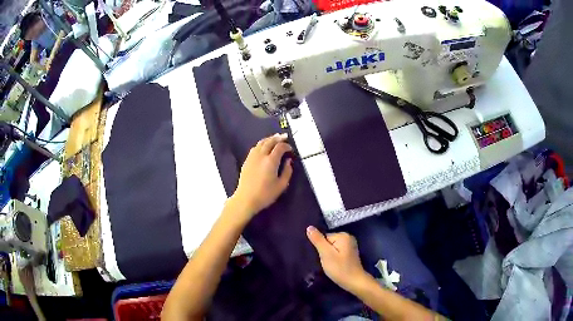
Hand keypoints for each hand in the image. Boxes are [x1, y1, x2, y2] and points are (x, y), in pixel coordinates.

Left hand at [231, 133, 293, 218]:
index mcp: (271, 161)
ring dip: (269, 139)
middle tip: (284, 136)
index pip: (280, 147)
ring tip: (275, 138)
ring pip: (261, 143)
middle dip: (278, 138)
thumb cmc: (265, 194)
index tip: (291, 149)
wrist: (246, 199)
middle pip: (270, 141)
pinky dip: (261, 144)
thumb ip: (287, 171)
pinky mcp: (247, 161)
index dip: (287, 146)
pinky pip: (255, 148)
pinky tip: (263, 146)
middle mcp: (261, 155)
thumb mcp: (281, 185)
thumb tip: (288, 161)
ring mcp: (252, 157)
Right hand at [307, 226, 366, 291]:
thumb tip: (309, 227)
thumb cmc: (340, 268)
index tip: (322, 257)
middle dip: (324, 251)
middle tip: (324, 261)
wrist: (354, 282)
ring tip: (328, 264)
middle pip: (328, 241)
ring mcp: (350, 246)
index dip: (320, 247)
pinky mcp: (350, 253)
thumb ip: (318, 240)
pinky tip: (333, 265)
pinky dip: (334, 258)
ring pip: (332, 248)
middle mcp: (348, 237)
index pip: (324, 237)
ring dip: (328, 255)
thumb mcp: (326, 254)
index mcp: (343, 235)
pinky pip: (337, 252)